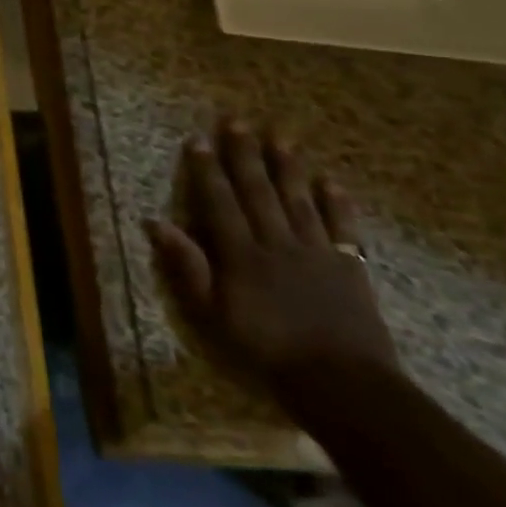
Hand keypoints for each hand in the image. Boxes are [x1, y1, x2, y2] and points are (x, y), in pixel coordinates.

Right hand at [147, 118, 398, 399]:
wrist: (343, 385)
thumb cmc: (266, 351)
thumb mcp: (212, 315)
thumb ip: (187, 267)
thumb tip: (155, 223)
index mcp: (241, 254)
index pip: (219, 201)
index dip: (207, 170)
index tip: (198, 140)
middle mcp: (276, 243)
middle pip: (258, 191)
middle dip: (245, 155)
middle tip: (237, 121)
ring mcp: (316, 253)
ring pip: (299, 201)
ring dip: (288, 167)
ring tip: (280, 137)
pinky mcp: (350, 269)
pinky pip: (343, 229)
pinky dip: (337, 204)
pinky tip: (331, 183)